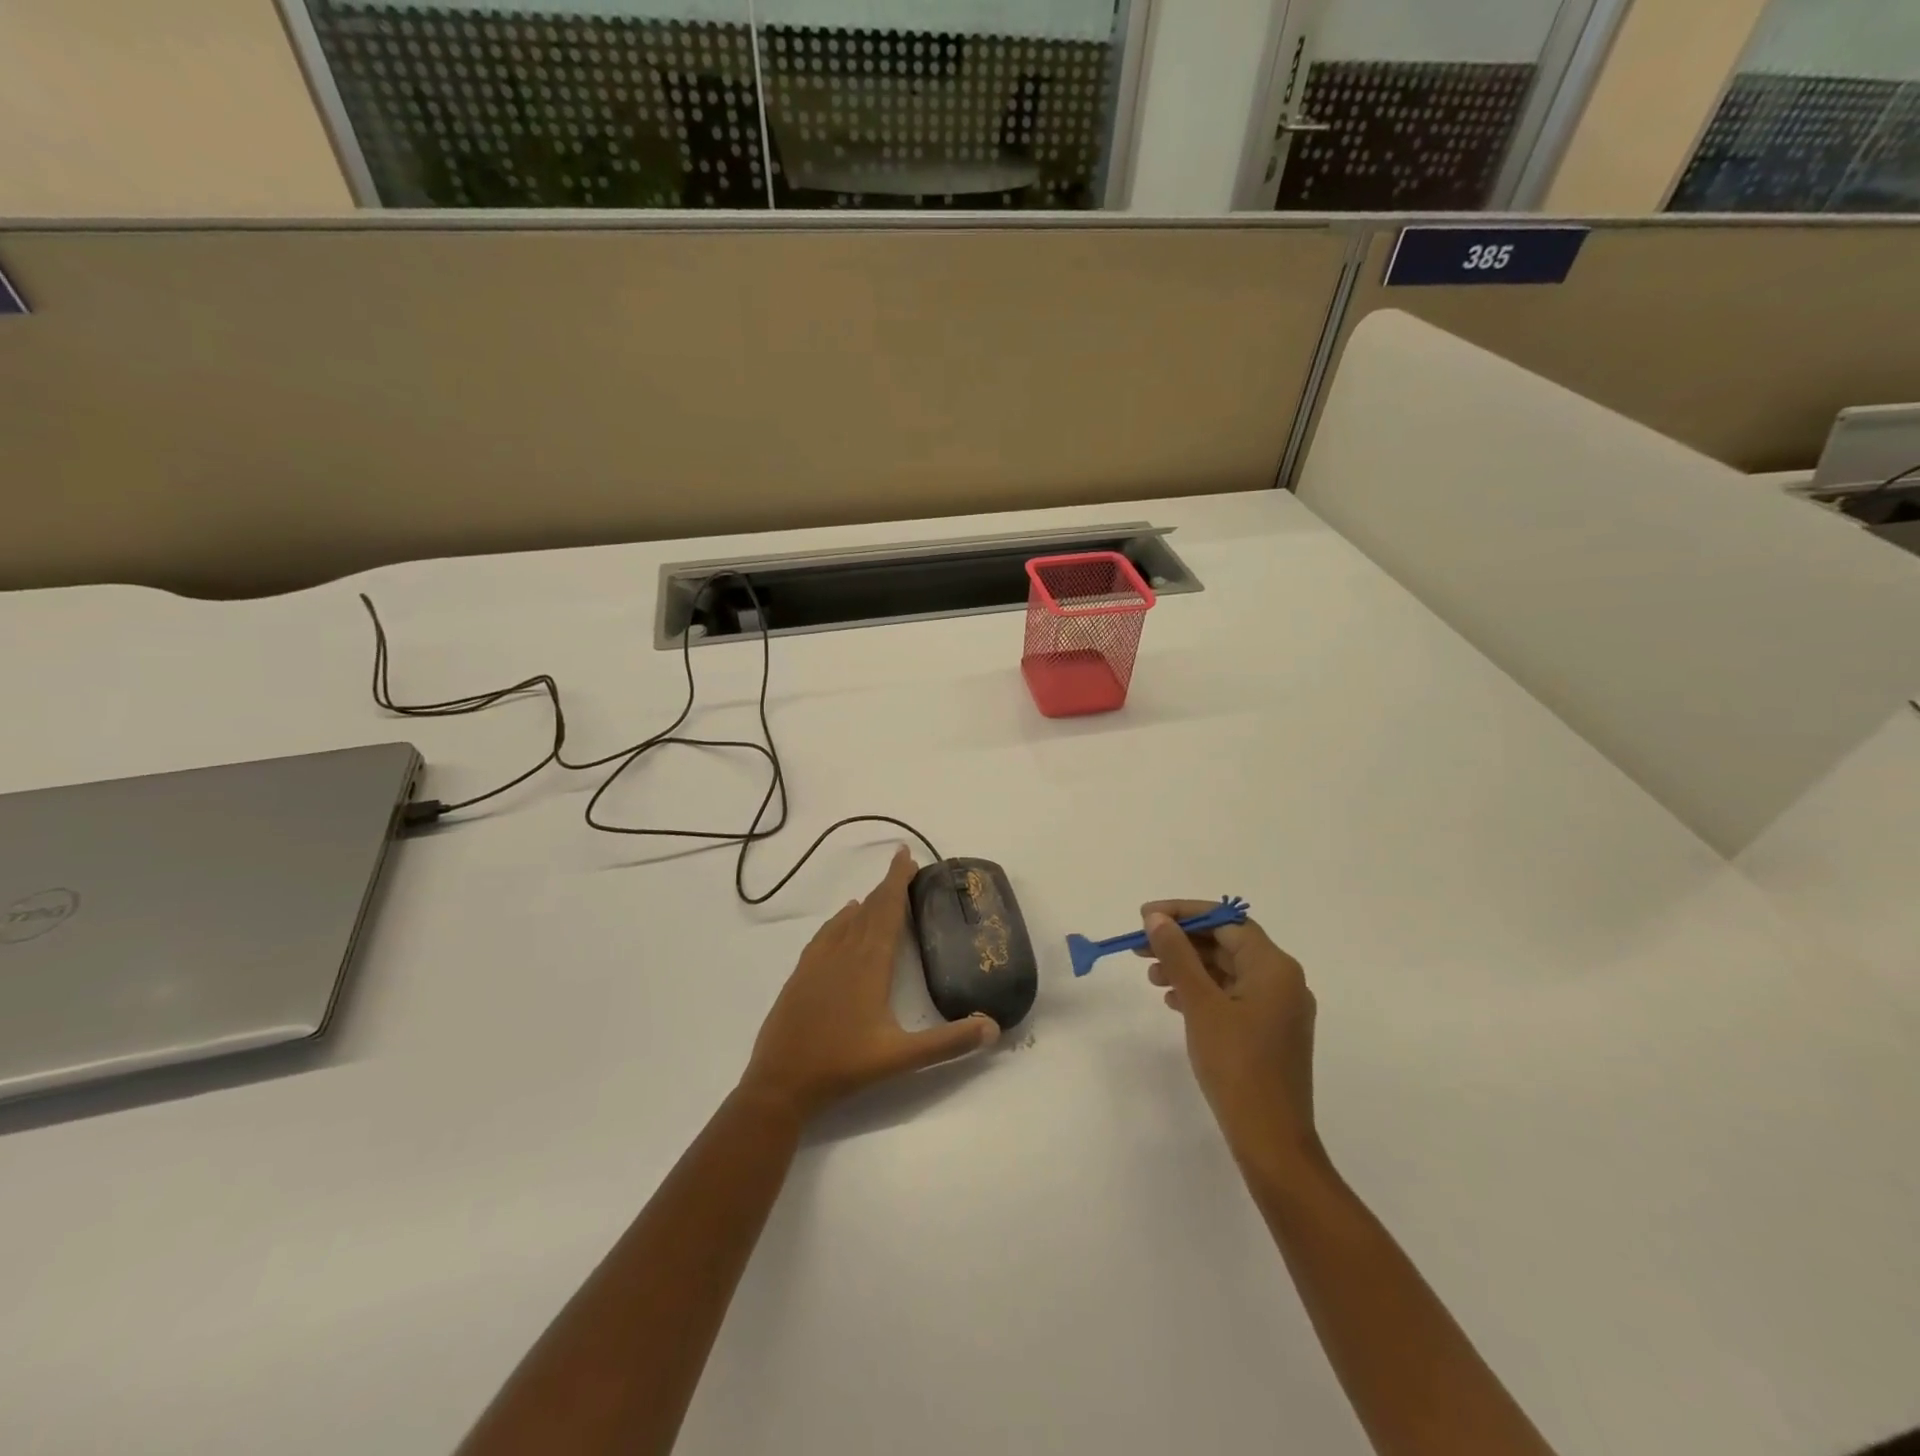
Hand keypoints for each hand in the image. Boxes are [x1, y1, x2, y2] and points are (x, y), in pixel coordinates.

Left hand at [739, 847, 998, 1121]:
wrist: (780, 1083)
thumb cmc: (844, 1066)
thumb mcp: (902, 1057)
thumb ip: (949, 1042)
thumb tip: (993, 1027)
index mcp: (870, 963)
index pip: (888, 910)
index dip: (897, 881)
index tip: (906, 855)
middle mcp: (844, 953)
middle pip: (869, 909)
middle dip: (887, 886)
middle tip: (903, 867)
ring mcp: (819, 962)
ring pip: (846, 920)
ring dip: (866, 902)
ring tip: (881, 894)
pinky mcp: (801, 973)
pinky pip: (826, 934)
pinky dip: (840, 920)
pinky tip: (843, 921)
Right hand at [1141, 903, 1321, 1175]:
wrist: (1271, 1140)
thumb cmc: (1236, 1065)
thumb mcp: (1200, 1004)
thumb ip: (1178, 955)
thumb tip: (1157, 918)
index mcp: (1274, 967)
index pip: (1226, 920)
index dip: (1184, 914)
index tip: (1146, 917)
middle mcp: (1283, 981)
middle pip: (1227, 943)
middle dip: (1182, 942)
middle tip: (1140, 946)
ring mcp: (1279, 1009)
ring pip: (1227, 970)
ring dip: (1188, 967)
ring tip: (1151, 977)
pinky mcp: (1270, 1032)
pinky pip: (1233, 995)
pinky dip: (1202, 991)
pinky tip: (1173, 1000)